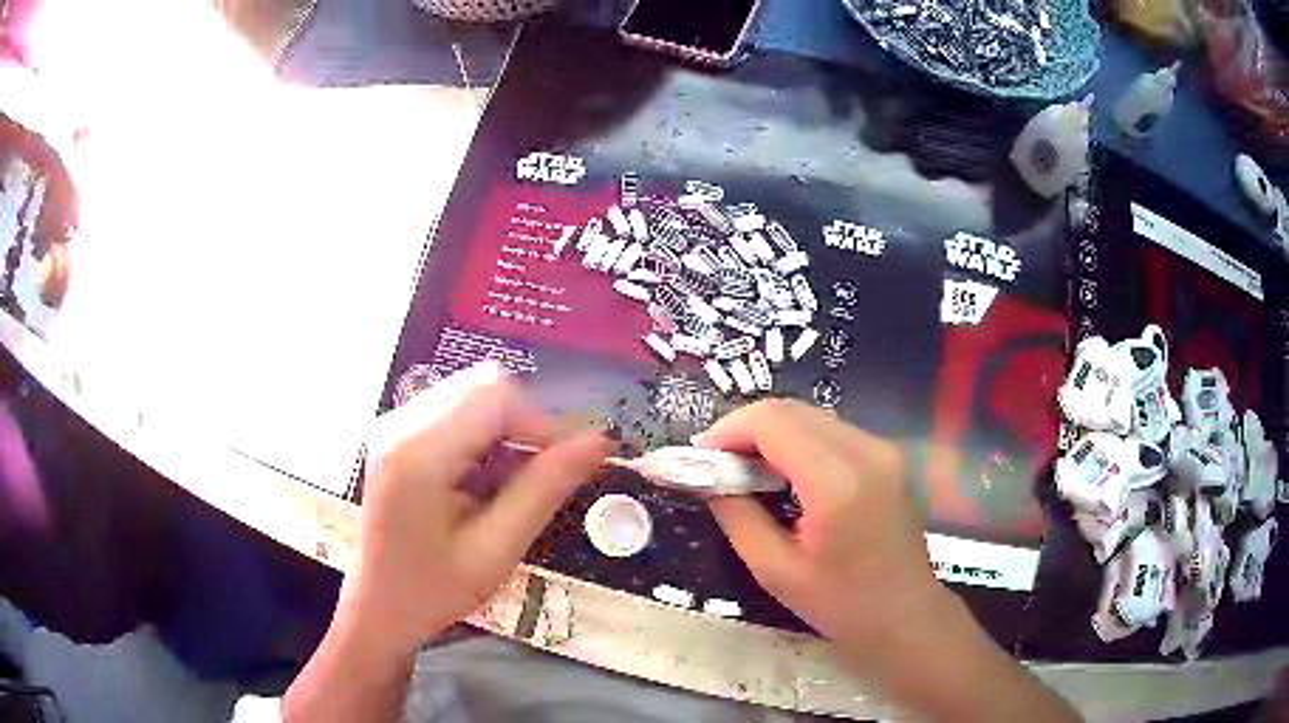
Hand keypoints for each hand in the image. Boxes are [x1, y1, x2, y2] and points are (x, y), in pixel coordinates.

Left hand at [343, 362, 608, 656]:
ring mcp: (394, 423)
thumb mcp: (495, 551)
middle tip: (540, 479)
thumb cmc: (431, 591)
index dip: (543, 423)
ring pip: (473, 394)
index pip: (497, 396)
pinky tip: (483, 481)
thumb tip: (598, 442)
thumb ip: (544, 491)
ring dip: (505, 431)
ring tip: (509, 487)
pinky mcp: (397, 432)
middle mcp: (400, 423)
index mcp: (418, 453)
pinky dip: (484, 436)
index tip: (568, 467)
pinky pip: (456, 410)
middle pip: (484, 386)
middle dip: (525, 425)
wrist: (376, 606)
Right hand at [699, 400, 1080, 721]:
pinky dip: (797, 441)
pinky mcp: (887, 456)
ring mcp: (882, 450)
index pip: (773, 421)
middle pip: (791, 409)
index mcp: (838, 483)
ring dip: (771, 433)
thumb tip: (704, 477)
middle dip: (745, 429)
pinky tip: (784, 474)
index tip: (700, 458)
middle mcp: (866, 451)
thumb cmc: (841, 605)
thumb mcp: (775, 569)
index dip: (728, 430)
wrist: (906, 617)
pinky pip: (831, 431)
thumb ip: (736, 514)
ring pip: (811, 415)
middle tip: (717, 465)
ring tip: (745, 471)